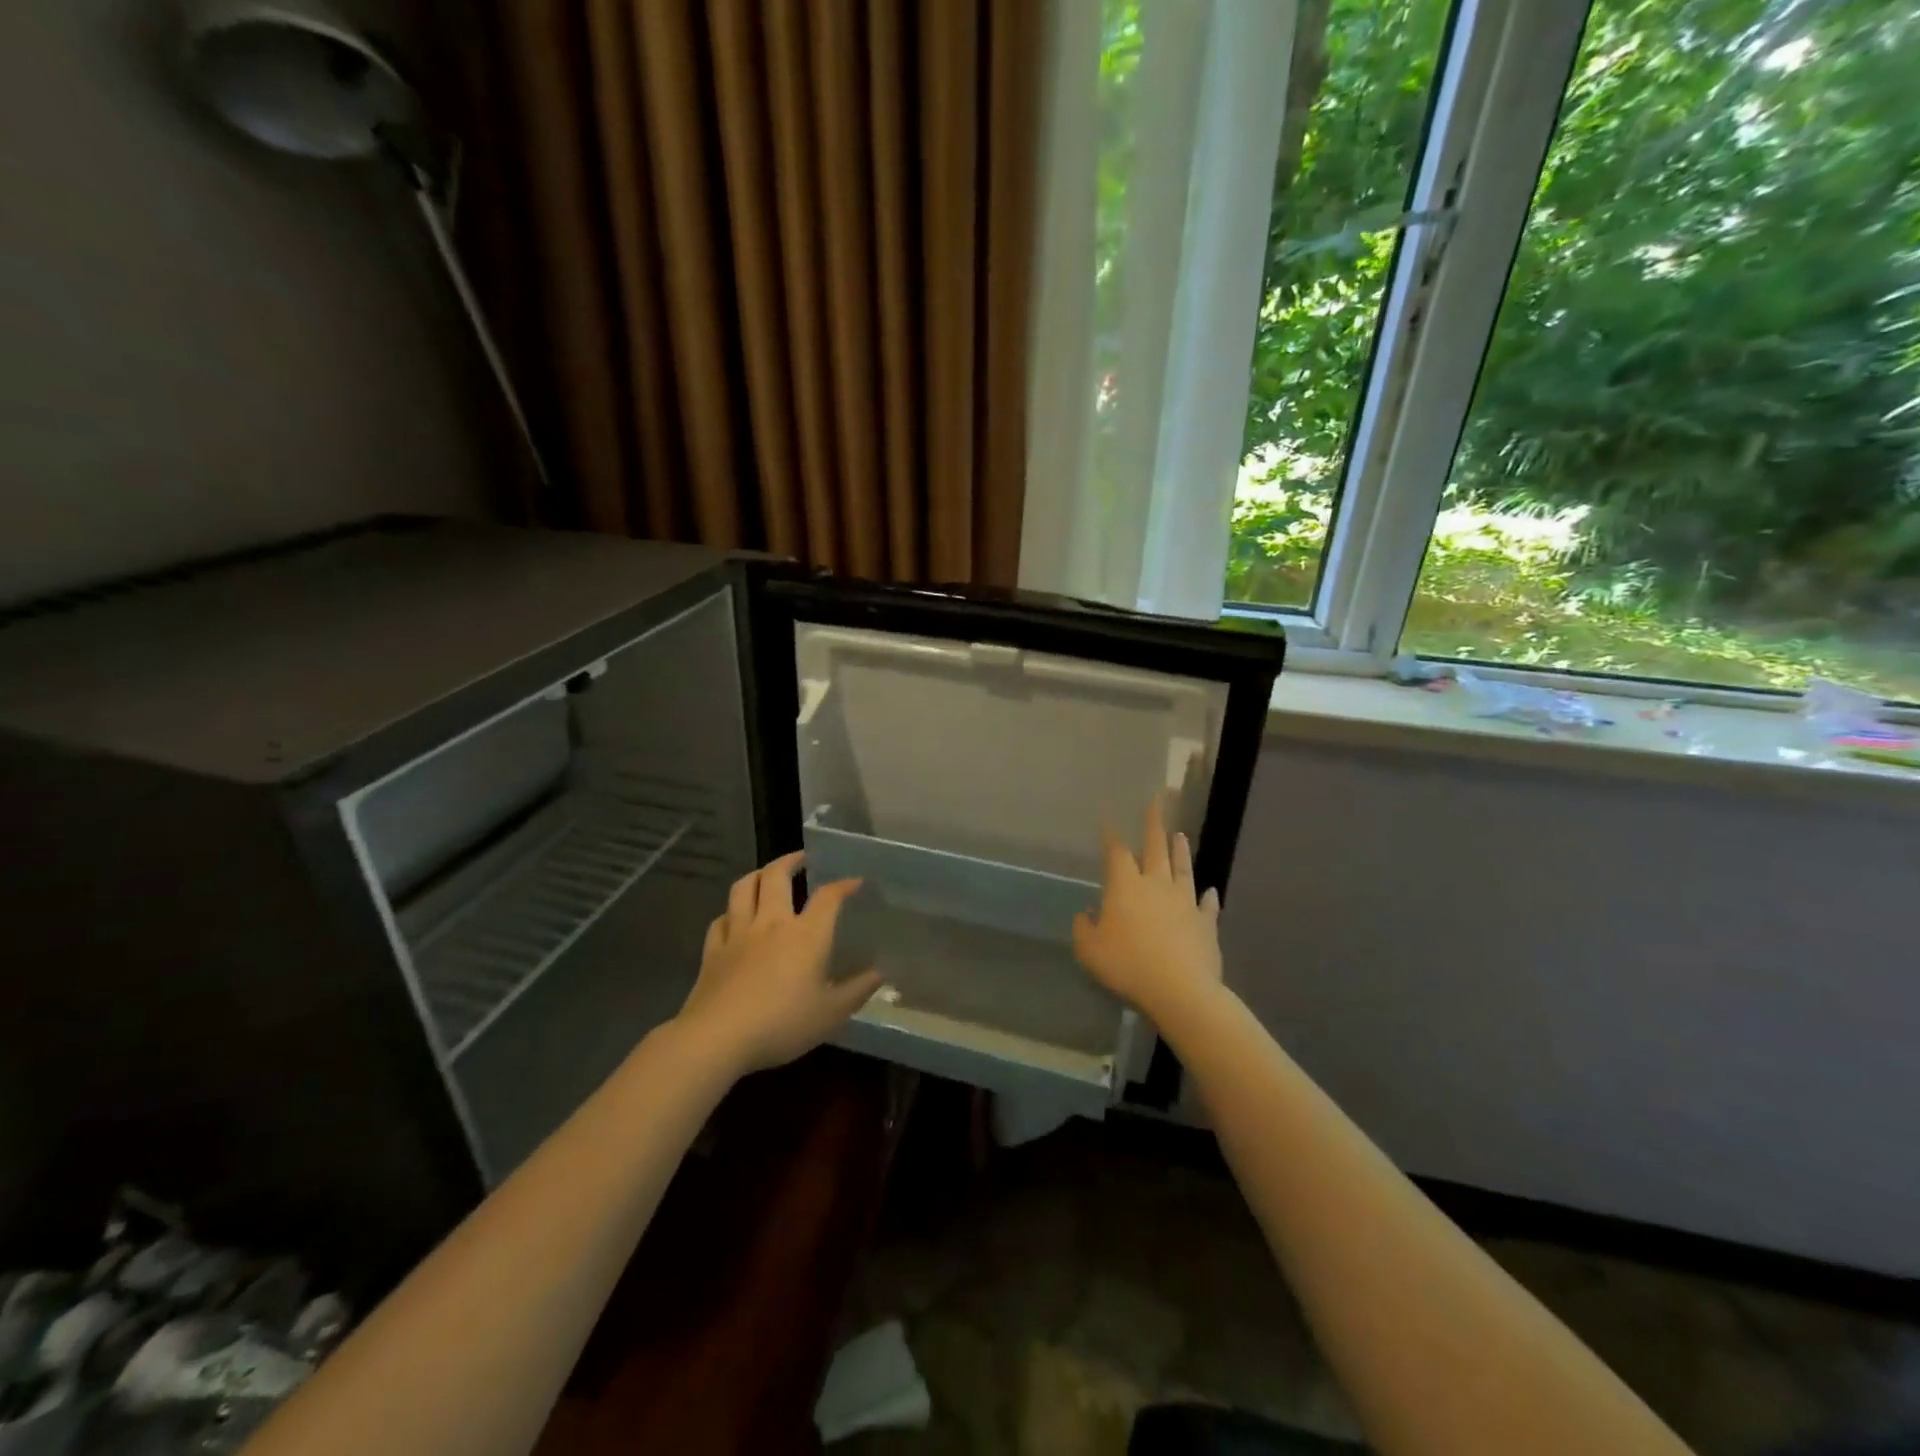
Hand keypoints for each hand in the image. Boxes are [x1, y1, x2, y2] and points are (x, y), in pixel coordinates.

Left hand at [674, 852, 882, 1076]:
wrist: (718, 1037)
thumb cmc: (782, 1024)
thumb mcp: (831, 1014)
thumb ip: (857, 991)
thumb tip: (880, 974)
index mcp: (806, 934)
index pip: (828, 897)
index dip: (843, 885)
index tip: (855, 882)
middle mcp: (772, 923)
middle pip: (777, 876)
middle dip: (791, 861)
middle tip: (802, 858)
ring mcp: (738, 933)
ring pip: (743, 888)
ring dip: (757, 875)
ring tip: (766, 874)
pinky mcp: (713, 950)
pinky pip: (720, 919)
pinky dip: (730, 912)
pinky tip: (733, 917)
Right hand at [1072, 796, 1223, 1022]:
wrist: (1180, 990)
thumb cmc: (1127, 965)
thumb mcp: (1089, 951)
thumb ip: (1084, 928)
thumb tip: (1087, 914)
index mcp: (1125, 886)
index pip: (1116, 852)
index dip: (1111, 836)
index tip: (1108, 820)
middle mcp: (1156, 885)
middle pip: (1155, 848)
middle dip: (1153, 823)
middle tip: (1156, 801)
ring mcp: (1185, 902)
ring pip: (1183, 868)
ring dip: (1181, 850)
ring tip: (1180, 835)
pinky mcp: (1206, 923)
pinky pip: (1207, 905)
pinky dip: (1208, 897)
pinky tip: (1210, 891)